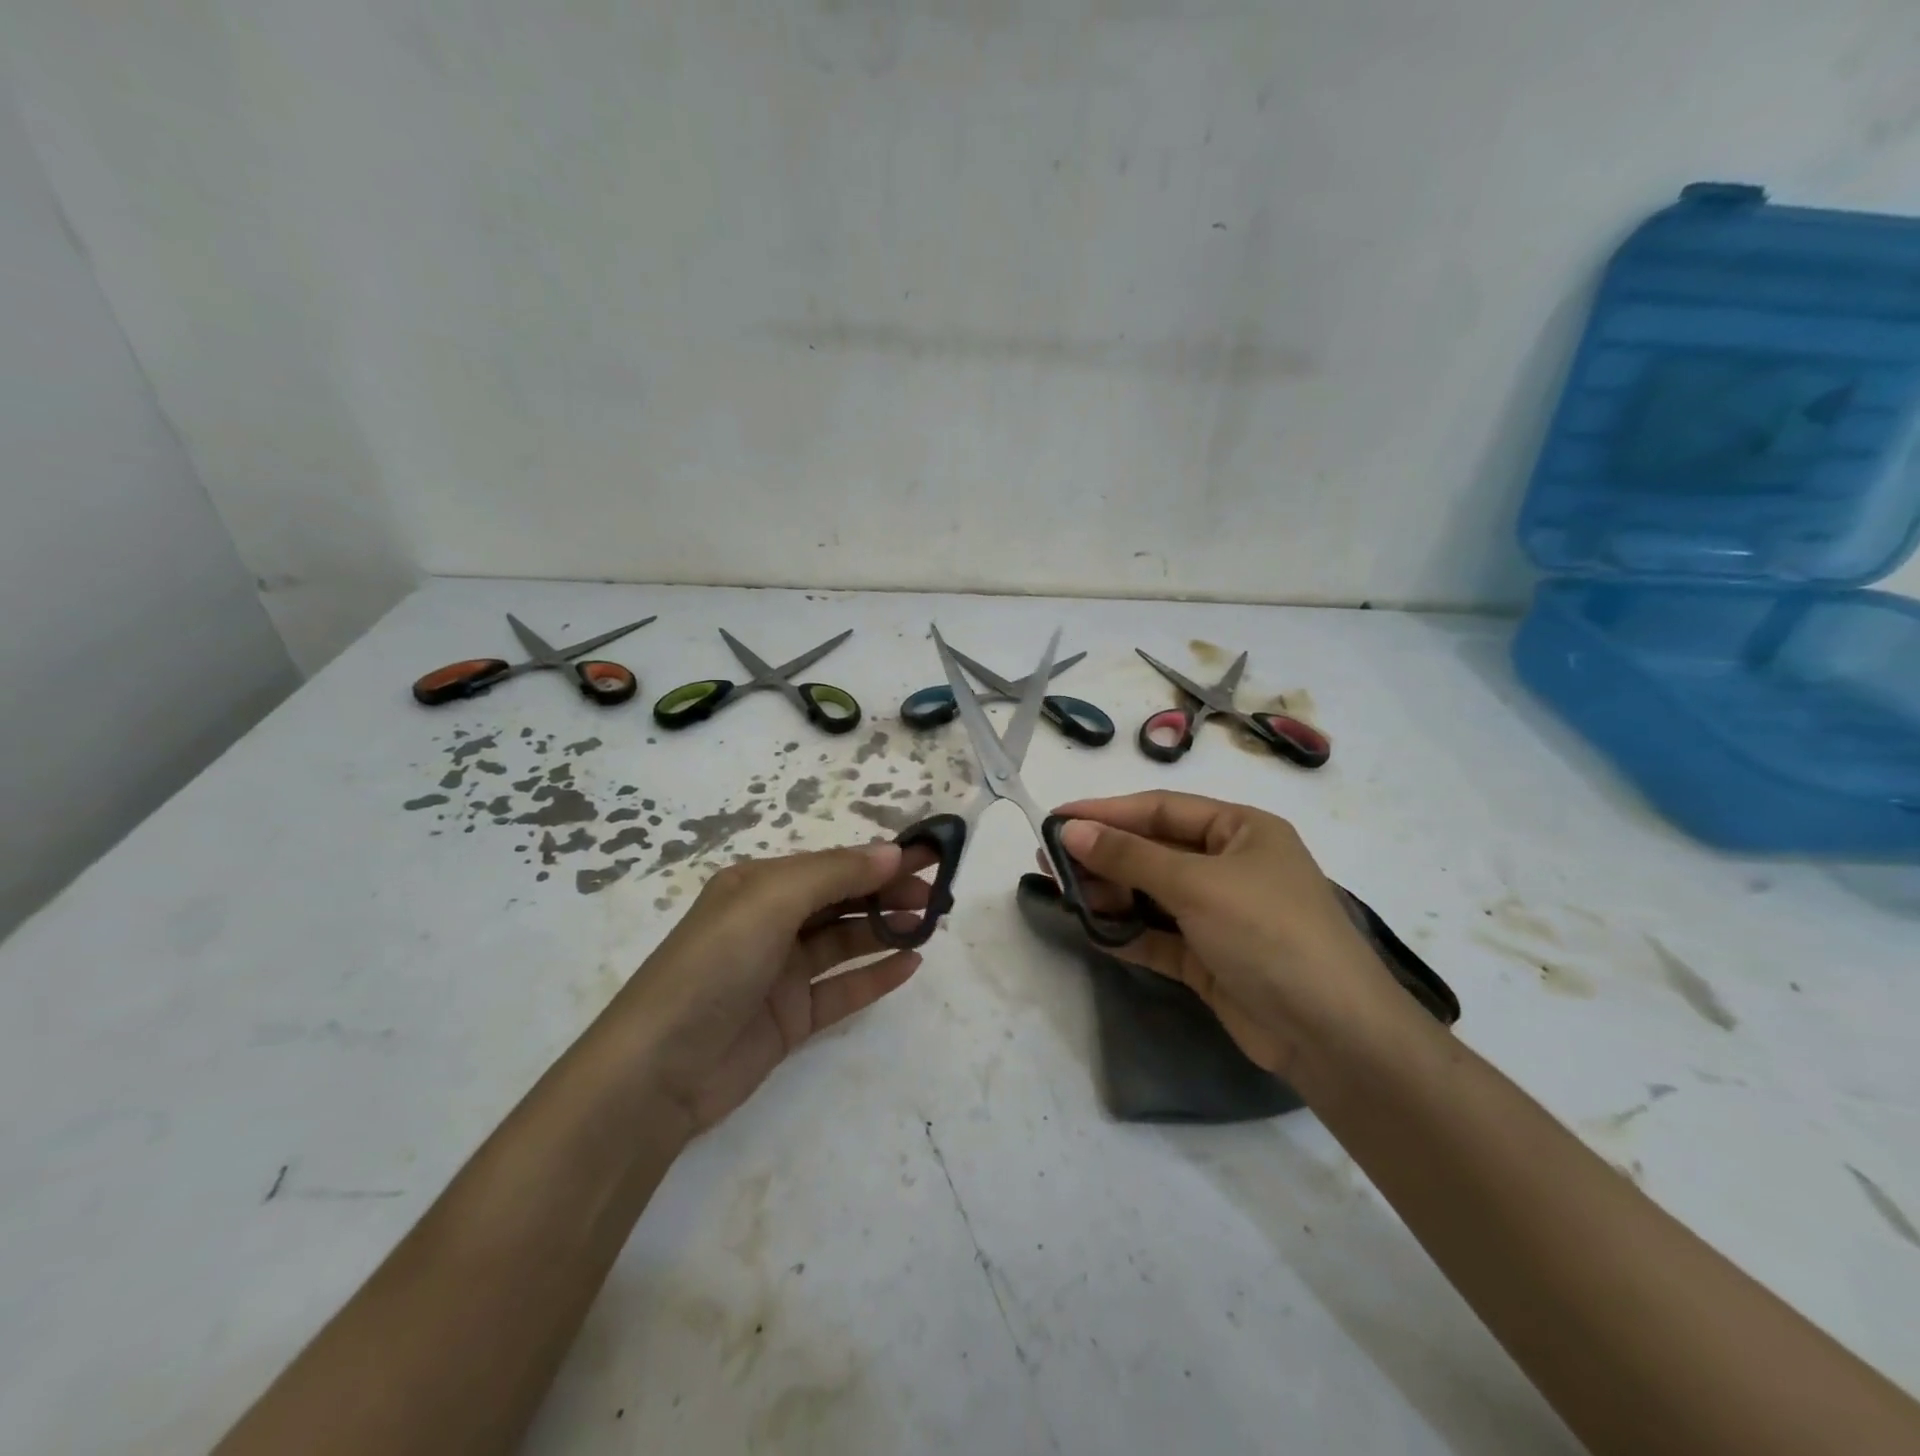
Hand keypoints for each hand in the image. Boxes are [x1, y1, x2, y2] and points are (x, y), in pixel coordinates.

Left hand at [611, 843, 928, 1137]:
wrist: (657, 1073)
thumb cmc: (713, 967)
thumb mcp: (770, 902)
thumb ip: (835, 874)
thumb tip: (891, 851)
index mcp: (759, 885)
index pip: (832, 863)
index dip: (879, 858)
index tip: (930, 857)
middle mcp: (770, 922)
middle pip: (842, 898)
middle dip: (888, 891)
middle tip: (937, 895)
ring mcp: (780, 972)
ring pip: (845, 941)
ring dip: (887, 929)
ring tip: (929, 925)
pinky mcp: (790, 1018)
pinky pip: (842, 989)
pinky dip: (875, 976)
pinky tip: (910, 965)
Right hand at [1051, 791, 1405, 1083]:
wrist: (1333, 1036)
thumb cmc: (1269, 933)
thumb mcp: (1197, 884)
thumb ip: (1129, 857)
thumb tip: (1069, 829)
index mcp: (1241, 830)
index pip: (1161, 810)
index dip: (1107, 812)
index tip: (1057, 818)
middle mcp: (1230, 865)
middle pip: (1153, 851)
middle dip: (1104, 855)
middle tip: (1049, 861)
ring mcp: (1220, 914)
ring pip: (1152, 894)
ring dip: (1111, 894)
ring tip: (1066, 896)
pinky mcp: (1209, 958)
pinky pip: (1158, 935)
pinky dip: (1127, 932)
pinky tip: (1093, 930)